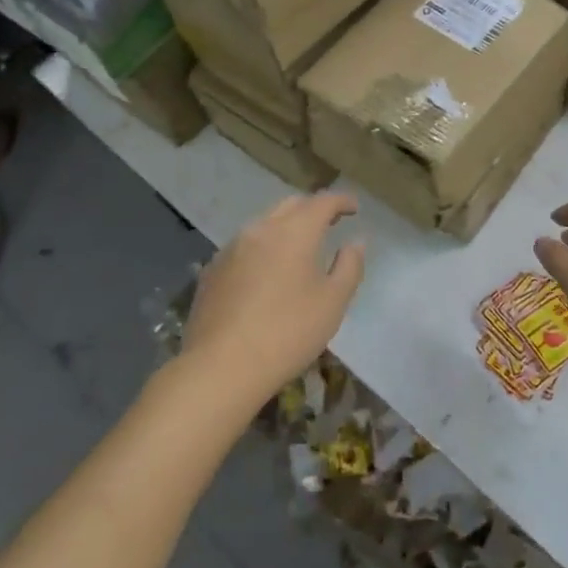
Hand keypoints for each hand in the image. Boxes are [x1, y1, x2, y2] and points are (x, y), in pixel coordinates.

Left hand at [180, 193, 365, 405]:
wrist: (220, 366)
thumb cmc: (288, 332)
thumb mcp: (333, 302)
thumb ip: (349, 266)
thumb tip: (354, 243)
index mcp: (294, 231)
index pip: (322, 202)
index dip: (341, 201)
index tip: (354, 207)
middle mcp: (261, 229)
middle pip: (291, 205)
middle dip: (313, 209)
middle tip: (330, 222)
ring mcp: (231, 248)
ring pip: (264, 224)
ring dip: (286, 227)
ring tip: (299, 248)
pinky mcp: (212, 270)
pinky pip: (244, 246)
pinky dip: (263, 248)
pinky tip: (266, 272)